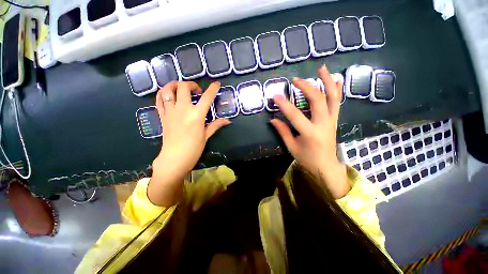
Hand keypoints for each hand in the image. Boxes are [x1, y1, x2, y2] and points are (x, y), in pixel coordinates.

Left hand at [149, 81, 229, 205]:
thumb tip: (227, 121)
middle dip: (191, 84)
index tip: (216, 84)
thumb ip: (215, 125)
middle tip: (197, 90)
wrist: (174, 158)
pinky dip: (162, 94)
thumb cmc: (193, 149)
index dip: (212, 89)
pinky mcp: (162, 116)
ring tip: (181, 88)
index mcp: (196, 115)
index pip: (207, 98)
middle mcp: (182, 109)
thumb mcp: (206, 136)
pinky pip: (159, 100)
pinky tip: (168, 95)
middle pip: (183, 87)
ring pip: (167, 90)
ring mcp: (170, 111)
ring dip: (174, 85)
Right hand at [270, 65, 349, 198]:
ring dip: (327, 81)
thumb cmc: (307, 158)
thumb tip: (273, 119)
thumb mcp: (292, 147)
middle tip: (295, 80)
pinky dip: (337, 90)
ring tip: (321, 68)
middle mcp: (323, 124)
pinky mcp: (334, 120)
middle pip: (317, 101)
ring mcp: (331, 121)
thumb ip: (283, 131)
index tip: (275, 96)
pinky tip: (336, 79)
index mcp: (310, 134)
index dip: (284, 105)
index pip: (295, 116)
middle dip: (306, 87)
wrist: (326, 165)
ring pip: (332, 98)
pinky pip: (337, 102)